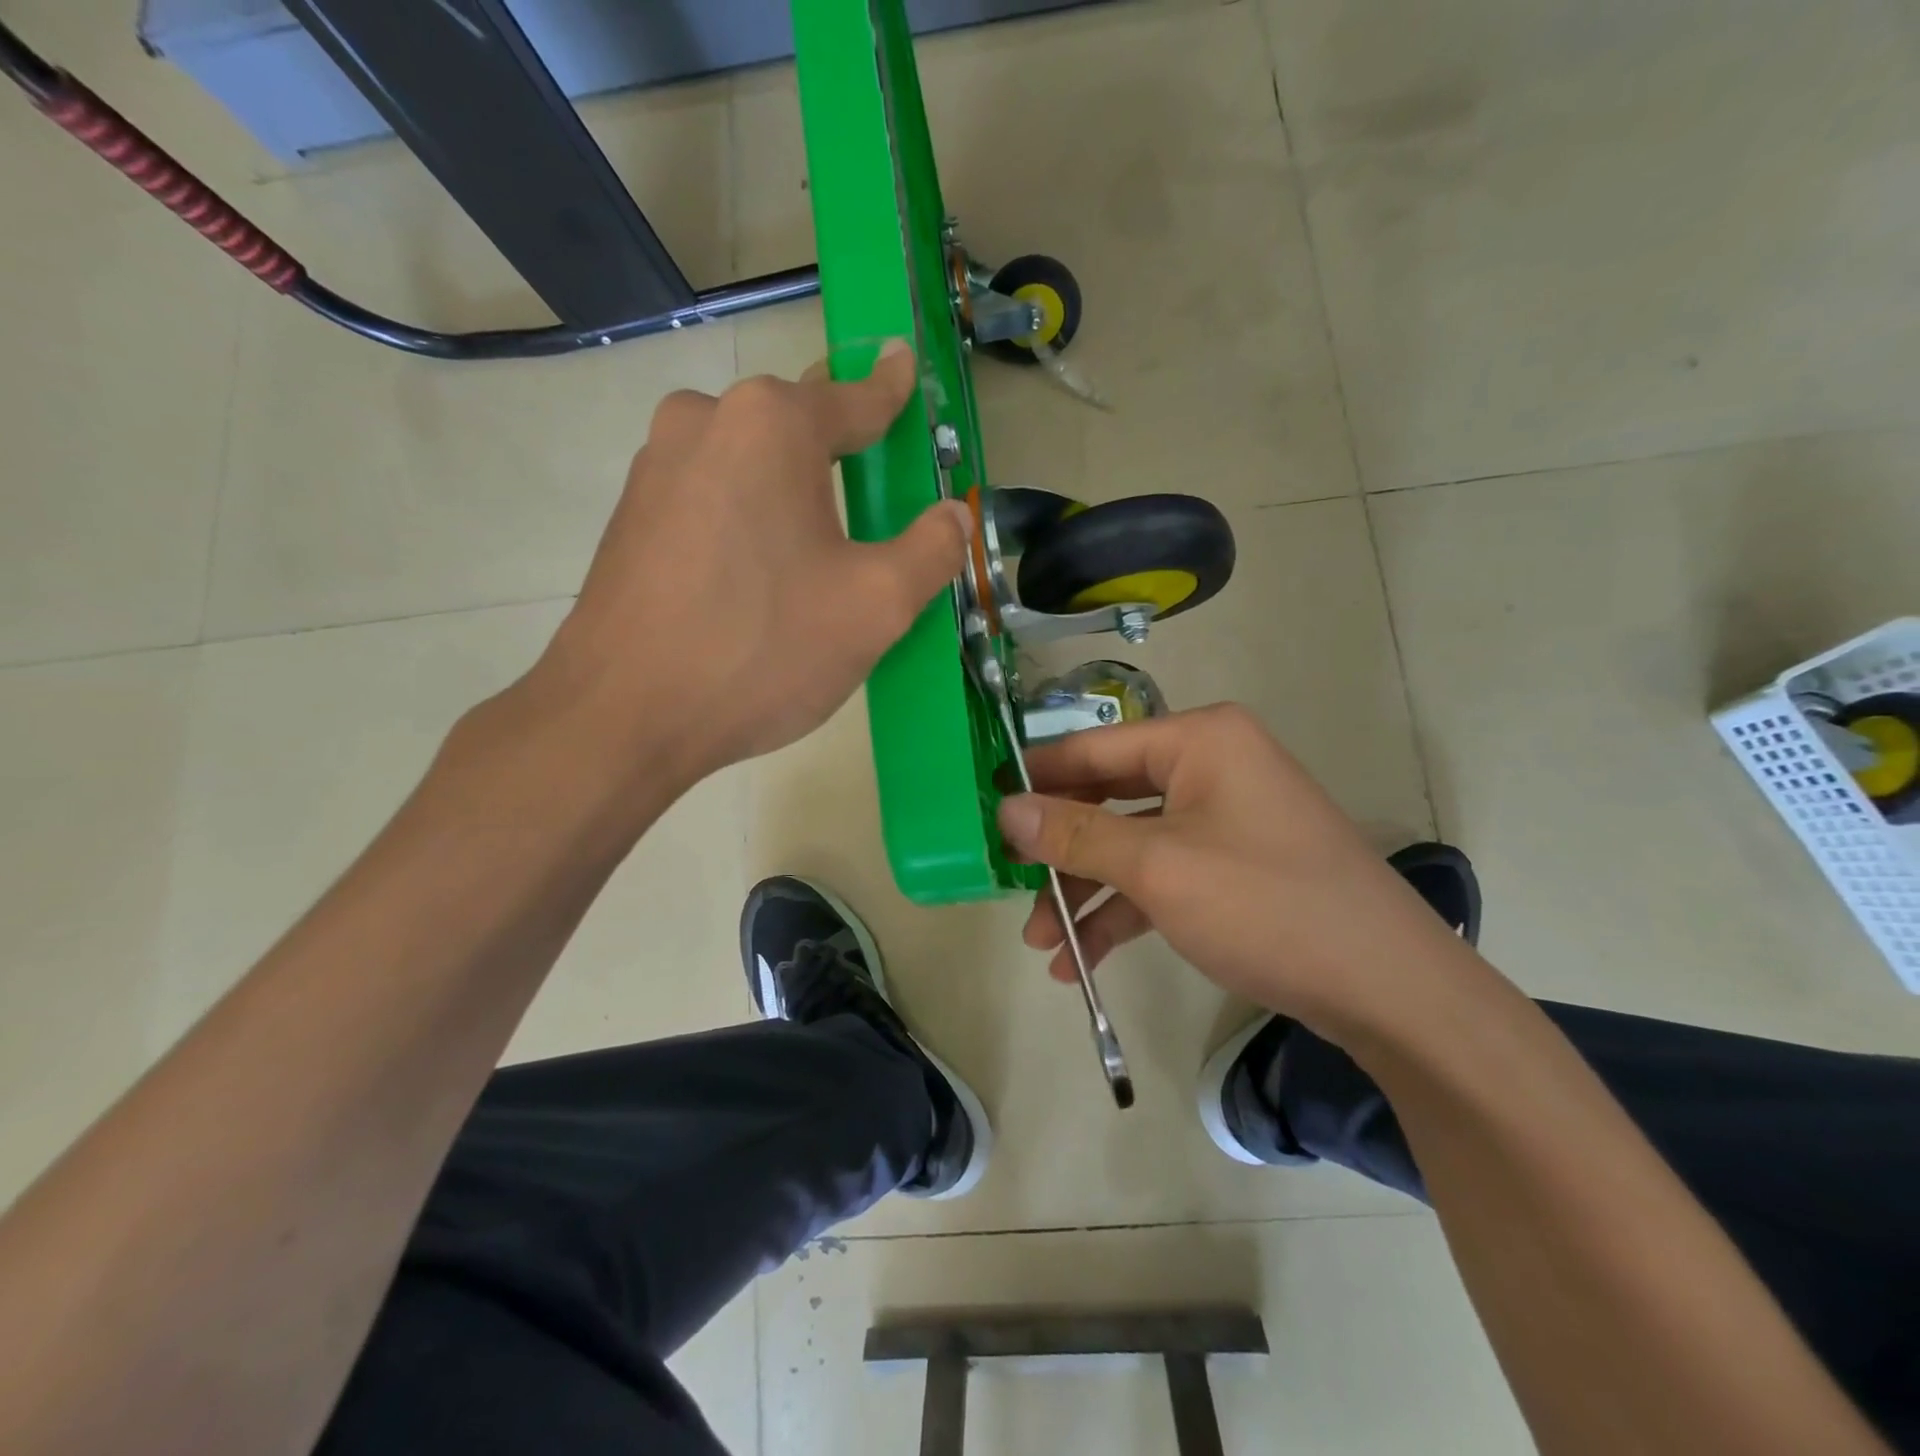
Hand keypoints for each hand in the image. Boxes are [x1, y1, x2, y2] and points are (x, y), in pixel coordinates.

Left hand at [535, 342, 970, 782]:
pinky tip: (755, 580)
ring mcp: (656, 467)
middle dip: (837, 452)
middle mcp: (704, 421)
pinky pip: (711, 498)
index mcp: (772, 425)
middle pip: (796, 427)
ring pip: (748, 464)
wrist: (622, 715)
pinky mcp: (630, 516)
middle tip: (870, 493)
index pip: (854, 397)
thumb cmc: (762, 649)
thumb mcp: (875, 606)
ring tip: (813, 554)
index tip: (904, 363)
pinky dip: (746, 520)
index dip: (890, 389)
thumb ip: (931, 550)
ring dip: (787, 492)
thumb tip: (954, 515)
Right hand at [997, 704, 1479, 1037]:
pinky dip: (1123, 911)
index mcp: (1199, 740)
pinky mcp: (1232, 865)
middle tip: (1009, 885)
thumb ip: (1076, 833)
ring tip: (1042, 945)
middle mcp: (1211, 765)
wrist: (1389, 990)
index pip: (1093, 747)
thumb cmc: (1266, 905)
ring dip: (1085, 891)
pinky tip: (1082, 960)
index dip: (1035, 778)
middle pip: (1109, 796)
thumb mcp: (1158, 868)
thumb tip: (1005, 807)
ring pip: (1131, 843)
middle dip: (1059, 850)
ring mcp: (1223, 817)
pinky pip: (1161, 875)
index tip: (983, 811)